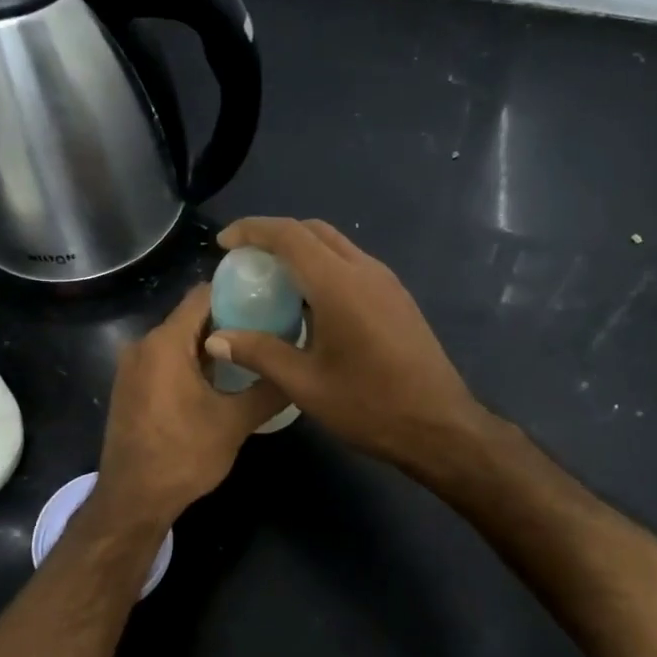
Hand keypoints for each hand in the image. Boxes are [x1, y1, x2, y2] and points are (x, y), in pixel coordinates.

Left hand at [91, 283, 286, 528]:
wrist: (132, 501)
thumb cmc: (182, 456)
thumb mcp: (235, 423)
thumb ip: (269, 389)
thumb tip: (299, 369)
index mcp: (165, 343)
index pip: (203, 295)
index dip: (237, 291)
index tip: (270, 297)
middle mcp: (143, 345)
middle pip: (191, 316)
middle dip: (230, 319)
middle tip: (269, 328)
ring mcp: (132, 368)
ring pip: (179, 340)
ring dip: (212, 344)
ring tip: (252, 353)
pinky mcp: (131, 388)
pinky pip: (166, 360)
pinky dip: (193, 362)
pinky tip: (222, 380)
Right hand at [203, 217, 490, 470]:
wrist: (440, 426)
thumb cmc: (370, 406)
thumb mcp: (306, 384)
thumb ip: (259, 353)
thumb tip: (216, 338)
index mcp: (339, 284)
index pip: (289, 235)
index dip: (252, 230)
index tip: (224, 243)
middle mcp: (365, 271)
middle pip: (315, 231)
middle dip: (276, 235)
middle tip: (245, 260)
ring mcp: (387, 283)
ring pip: (337, 246)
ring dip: (302, 251)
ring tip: (272, 280)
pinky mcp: (398, 299)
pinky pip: (353, 266)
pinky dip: (323, 268)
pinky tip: (310, 304)